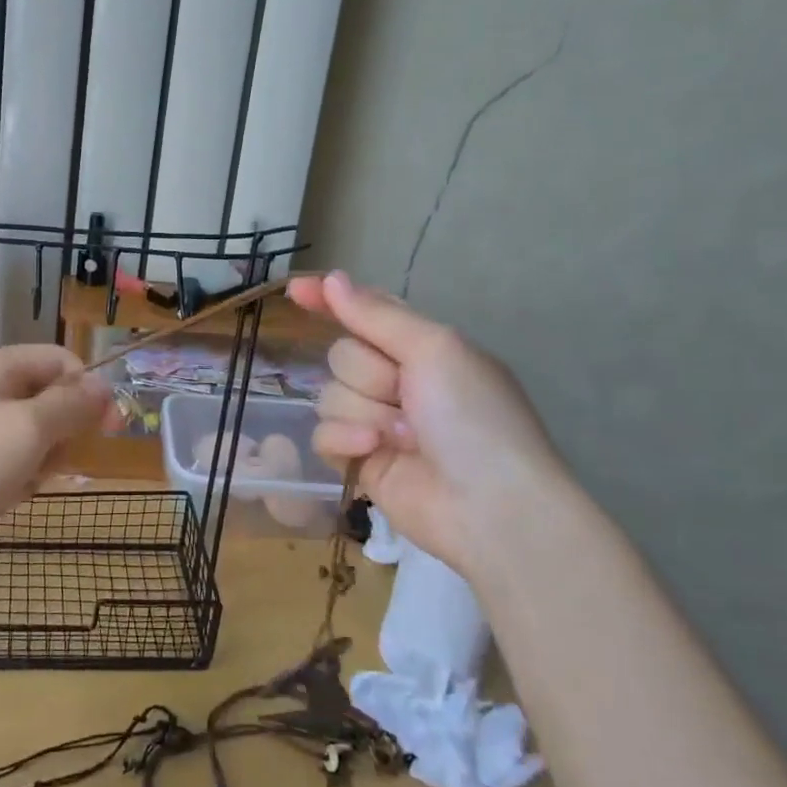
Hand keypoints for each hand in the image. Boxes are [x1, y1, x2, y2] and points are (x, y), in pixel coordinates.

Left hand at [0, 345, 114, 567]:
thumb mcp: (28, 429)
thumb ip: (72, 405)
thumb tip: (104, 387)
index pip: (61, 361)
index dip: (90, 391)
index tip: (109, 432)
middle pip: (44, 399)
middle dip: (60, 434)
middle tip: (51, 466)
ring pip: (23, 435)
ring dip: (35, 462)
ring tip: (18, 488)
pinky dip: (7, 479)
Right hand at [288, 271, 575, 574]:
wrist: (490, 506)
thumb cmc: (474, 418)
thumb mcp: (435, 349)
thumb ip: (376, 315)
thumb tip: (331, 279)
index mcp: (421, 348)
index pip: (365, 312)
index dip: (329, 300)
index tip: (295, 290)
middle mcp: (396, 380)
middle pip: (342, 355)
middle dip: (369, 374)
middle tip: (406, 396)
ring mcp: (375, 421)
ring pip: (329, 395)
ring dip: (365, 412)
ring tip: (405, 437)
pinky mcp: (358, 460)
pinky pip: (322, 435)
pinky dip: (346, 441)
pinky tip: (373, 452)